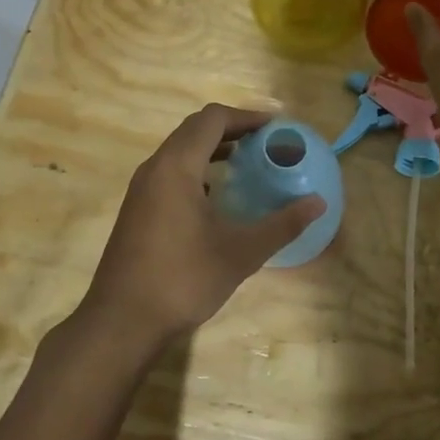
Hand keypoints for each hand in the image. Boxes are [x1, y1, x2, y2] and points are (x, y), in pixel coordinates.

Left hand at [76, 104, 322, 353]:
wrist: (121, 323)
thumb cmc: (182, 280)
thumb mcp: (241, 253)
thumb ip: (282, 225)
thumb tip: (319, 203)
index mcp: (177, 166)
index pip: (213, 119)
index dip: (247, 117)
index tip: (276, 128)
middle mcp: (155, 168)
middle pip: (195, 129)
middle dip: (233, 129)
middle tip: (266, 143)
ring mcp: (142, 188)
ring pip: (180, 150)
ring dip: (214, 148)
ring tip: (248, 163)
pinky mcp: (137, 208)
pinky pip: (171, 170)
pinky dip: (198, 168)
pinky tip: (218, 195)